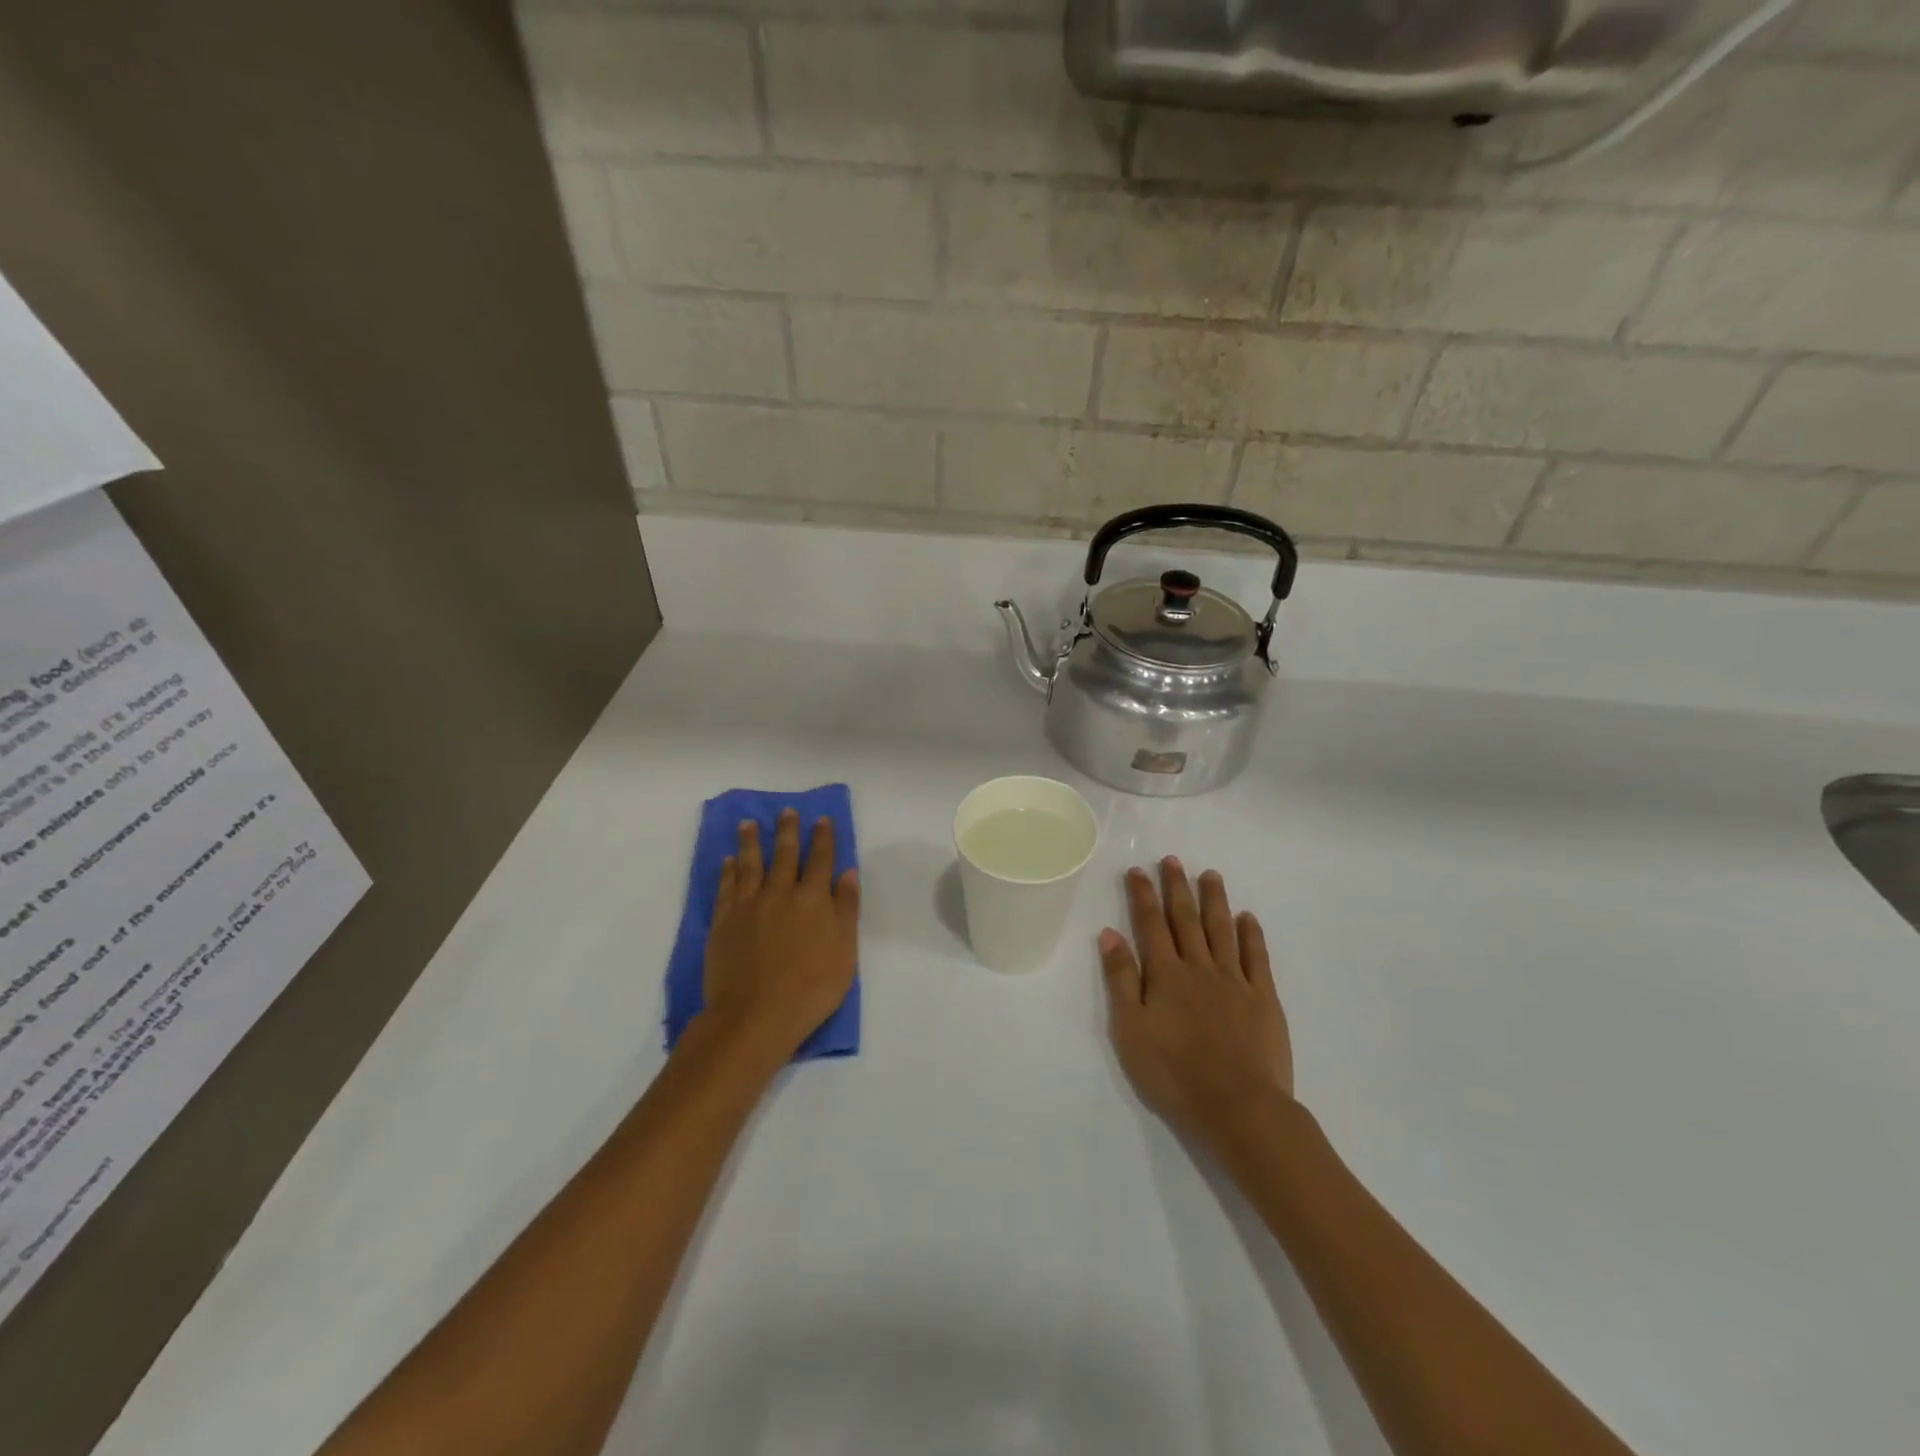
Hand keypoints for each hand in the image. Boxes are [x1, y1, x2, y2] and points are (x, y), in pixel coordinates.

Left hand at [700, 808, 860, 1061]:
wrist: (755, 1016)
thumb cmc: (810, 988)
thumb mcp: (844, 952)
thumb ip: (846, 909)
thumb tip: (848, 873)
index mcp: (813, 900)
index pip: (820, 860)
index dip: (823, 838)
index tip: (822, 819)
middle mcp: (780, 893)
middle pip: (784, 854)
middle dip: (787, 831)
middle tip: (786, 811)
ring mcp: (748, 906)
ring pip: (750, 864)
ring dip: (751, 842)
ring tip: (749, 824)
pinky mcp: (724, 922)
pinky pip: (726, 888)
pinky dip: (728, 871)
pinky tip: (728, 861)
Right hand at [1098, 859, 1293, 1147]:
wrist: (1239, 1108)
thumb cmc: (1174, 1074)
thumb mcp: (1131, 1030)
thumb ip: (1121, 980)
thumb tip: (1110, 934)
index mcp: (1165, 975)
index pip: (1151, 924)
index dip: (1143, 895)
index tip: (1137, 870)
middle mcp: (1199, 967)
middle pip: (1186, 918)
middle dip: (1177, 887)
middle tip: (1172, 860)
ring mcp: (1234, 980)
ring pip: (1222, 929)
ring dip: (1214, 900)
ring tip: (1210, 874)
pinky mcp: (1263, 998)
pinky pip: (1256, 956)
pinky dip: (1251, 934)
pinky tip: (1248, 918)